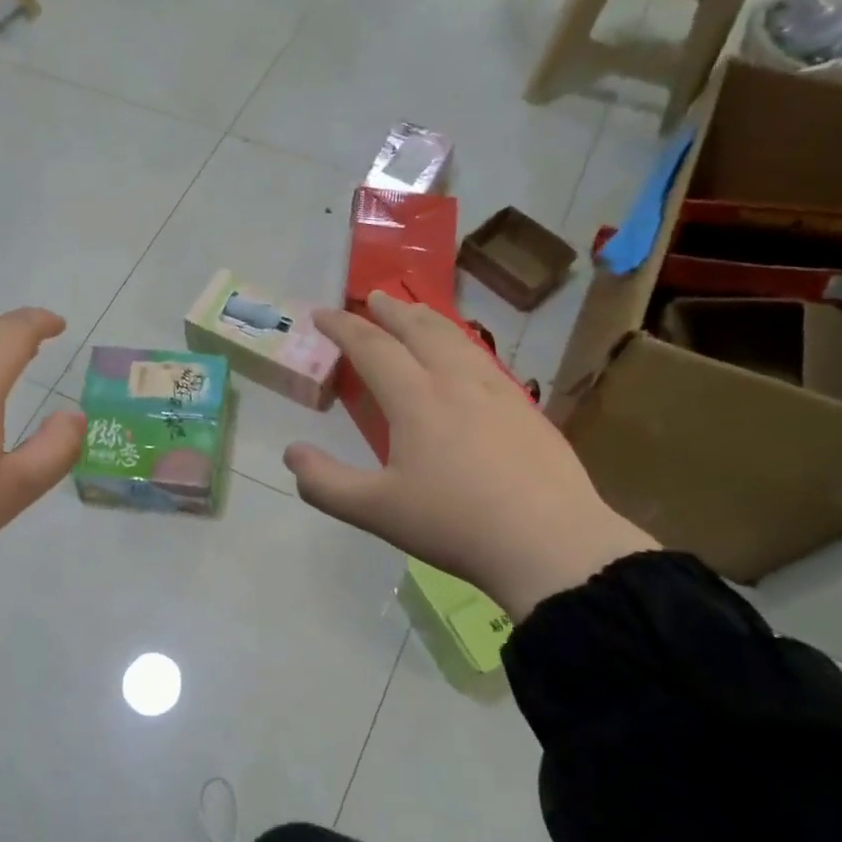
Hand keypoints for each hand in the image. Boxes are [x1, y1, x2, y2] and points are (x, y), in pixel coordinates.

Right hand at [283, 291, 657, 618]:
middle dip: (390, 310)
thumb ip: (325, 483)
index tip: (321, 313)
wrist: (550, 544)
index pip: (371, 347)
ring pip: (457, 339)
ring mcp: (498, 392)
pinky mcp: (526, 410)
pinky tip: (466, 360)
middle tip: (372, 297)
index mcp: (416, 399)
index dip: (343, 327)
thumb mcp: (375, 511)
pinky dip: (462, 344)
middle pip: (419, 330)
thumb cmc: (454, 524)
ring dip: (429, 320)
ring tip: (416, 314)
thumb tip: (292, 453)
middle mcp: (456, 381)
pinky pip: (485, 360)